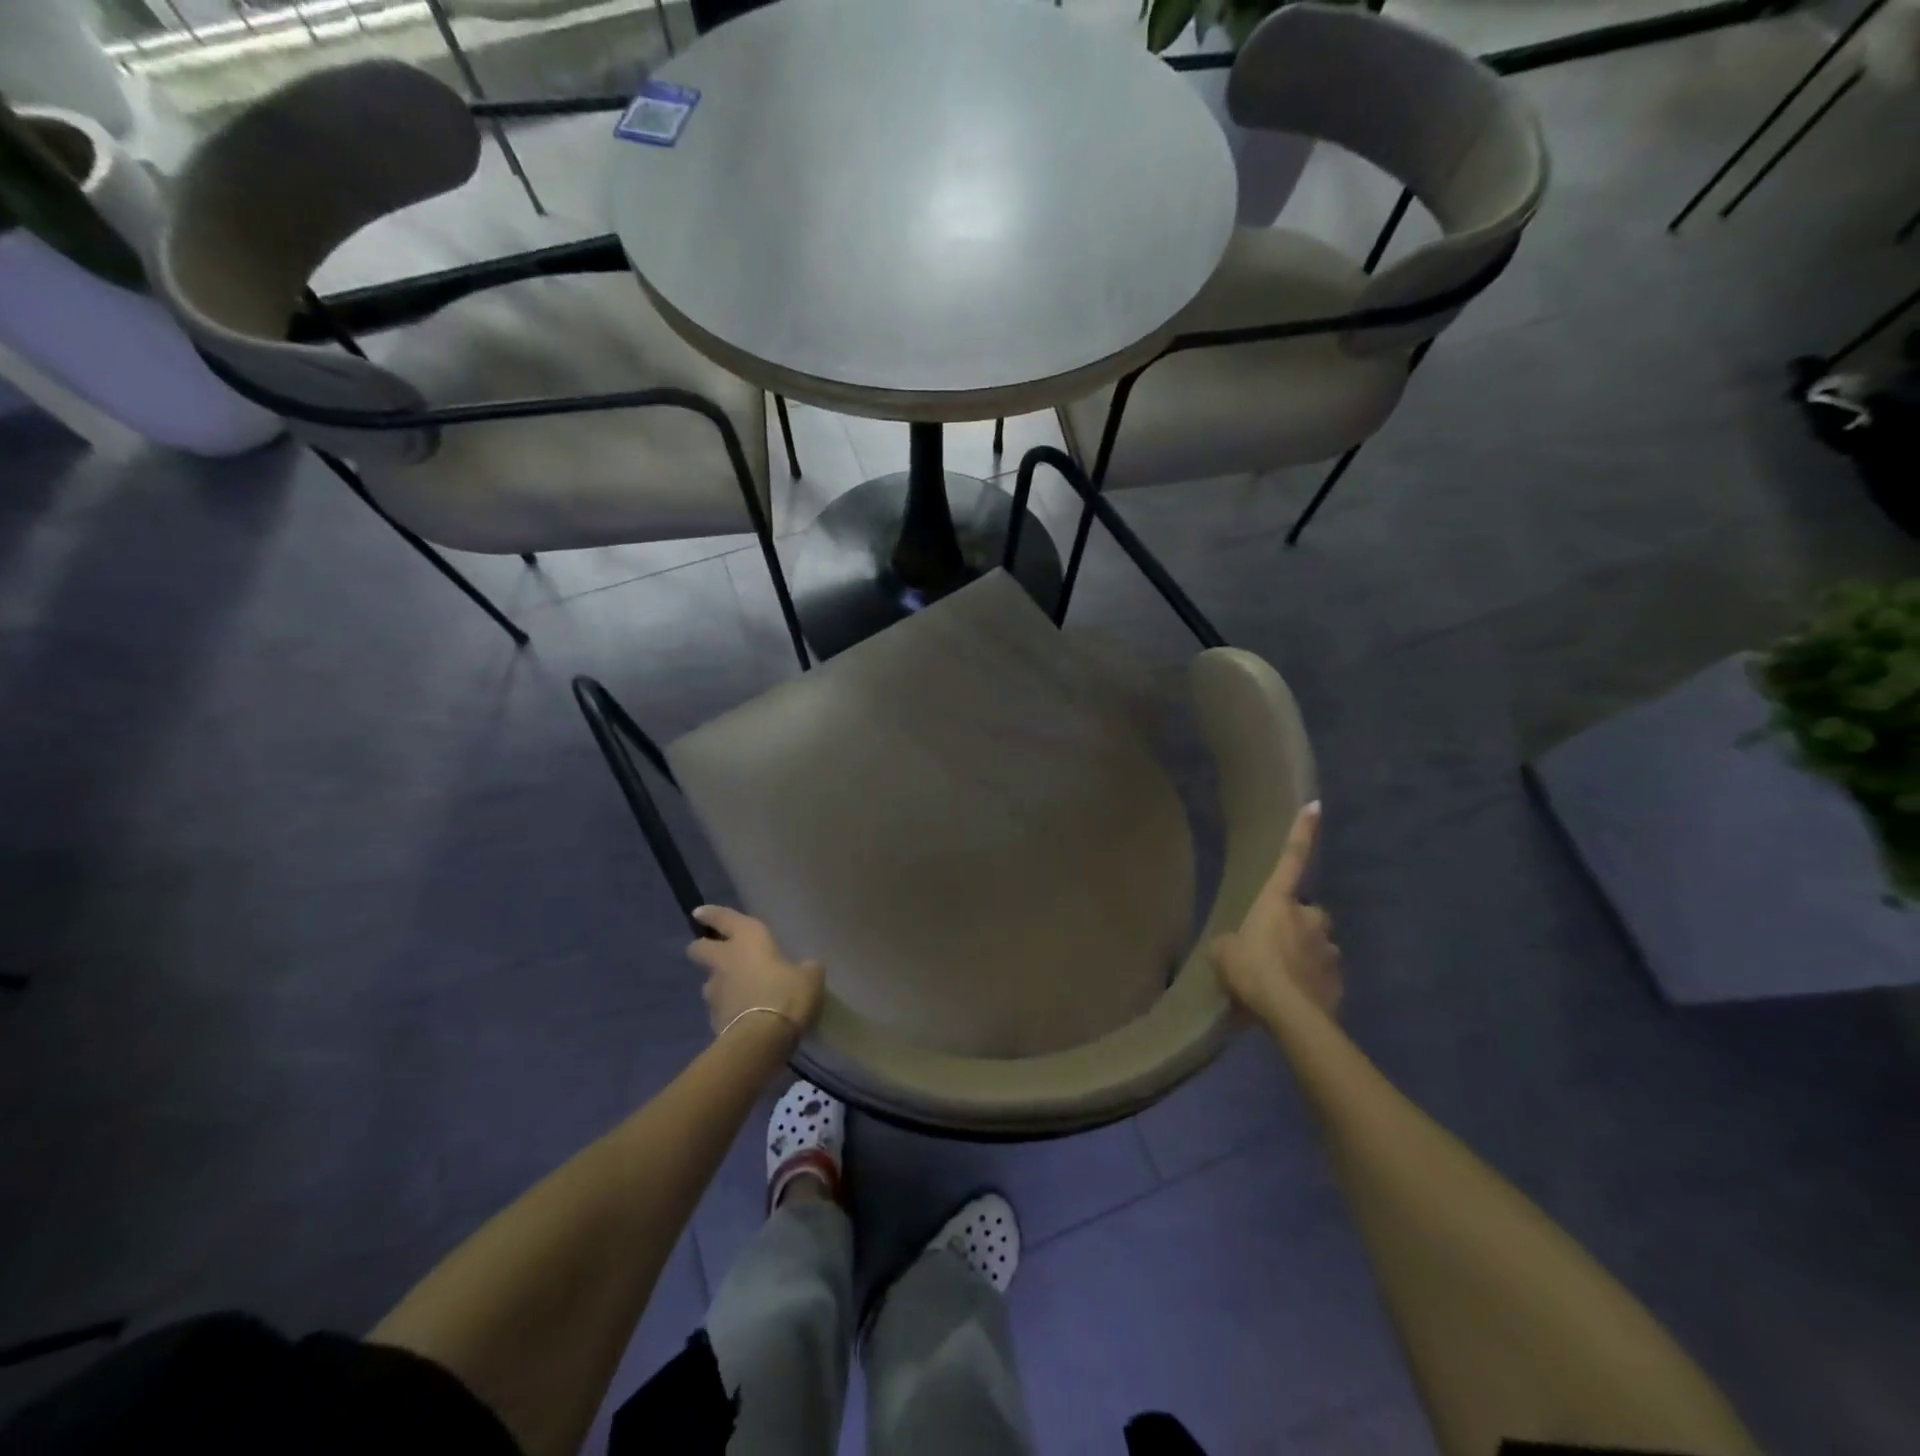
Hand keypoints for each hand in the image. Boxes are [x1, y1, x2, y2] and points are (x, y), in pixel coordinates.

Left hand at [687, 905, 825, 1039]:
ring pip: (710, 981)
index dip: (711, 914)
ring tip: (740, 992)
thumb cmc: (787, 994)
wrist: (762, 1039)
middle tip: (716, 952)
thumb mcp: (810, 977)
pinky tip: (745, 1017)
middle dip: (703, 948)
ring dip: (720, 984)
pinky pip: (720, 1008)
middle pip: (699, 949)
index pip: (723, 919)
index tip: (699, 913)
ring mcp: (715, 991)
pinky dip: (729, 1010)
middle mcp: (725, 961)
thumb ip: (805, 968)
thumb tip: (806, 969)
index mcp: (748, 940)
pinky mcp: (713, 1019)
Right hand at [1210, 801, 1342, 1023]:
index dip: (1302, 831)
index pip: (1290, 858)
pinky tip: (1294, 1000)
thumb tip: (1237, 947)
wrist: (1290, 1014)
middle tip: (1272, 949)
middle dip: (1295, 925)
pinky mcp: (1339, 979)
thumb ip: (1232, 943)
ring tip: (1281, 981)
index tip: (1316, 805)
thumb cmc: (1251, 970)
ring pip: (1315, 945)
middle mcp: (1309, 917)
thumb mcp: (1223, 953)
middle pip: (1306, 913)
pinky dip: (1311, 982)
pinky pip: (1322, 974)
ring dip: (1302, 956)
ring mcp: (1328, 947)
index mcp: (1278, 902)